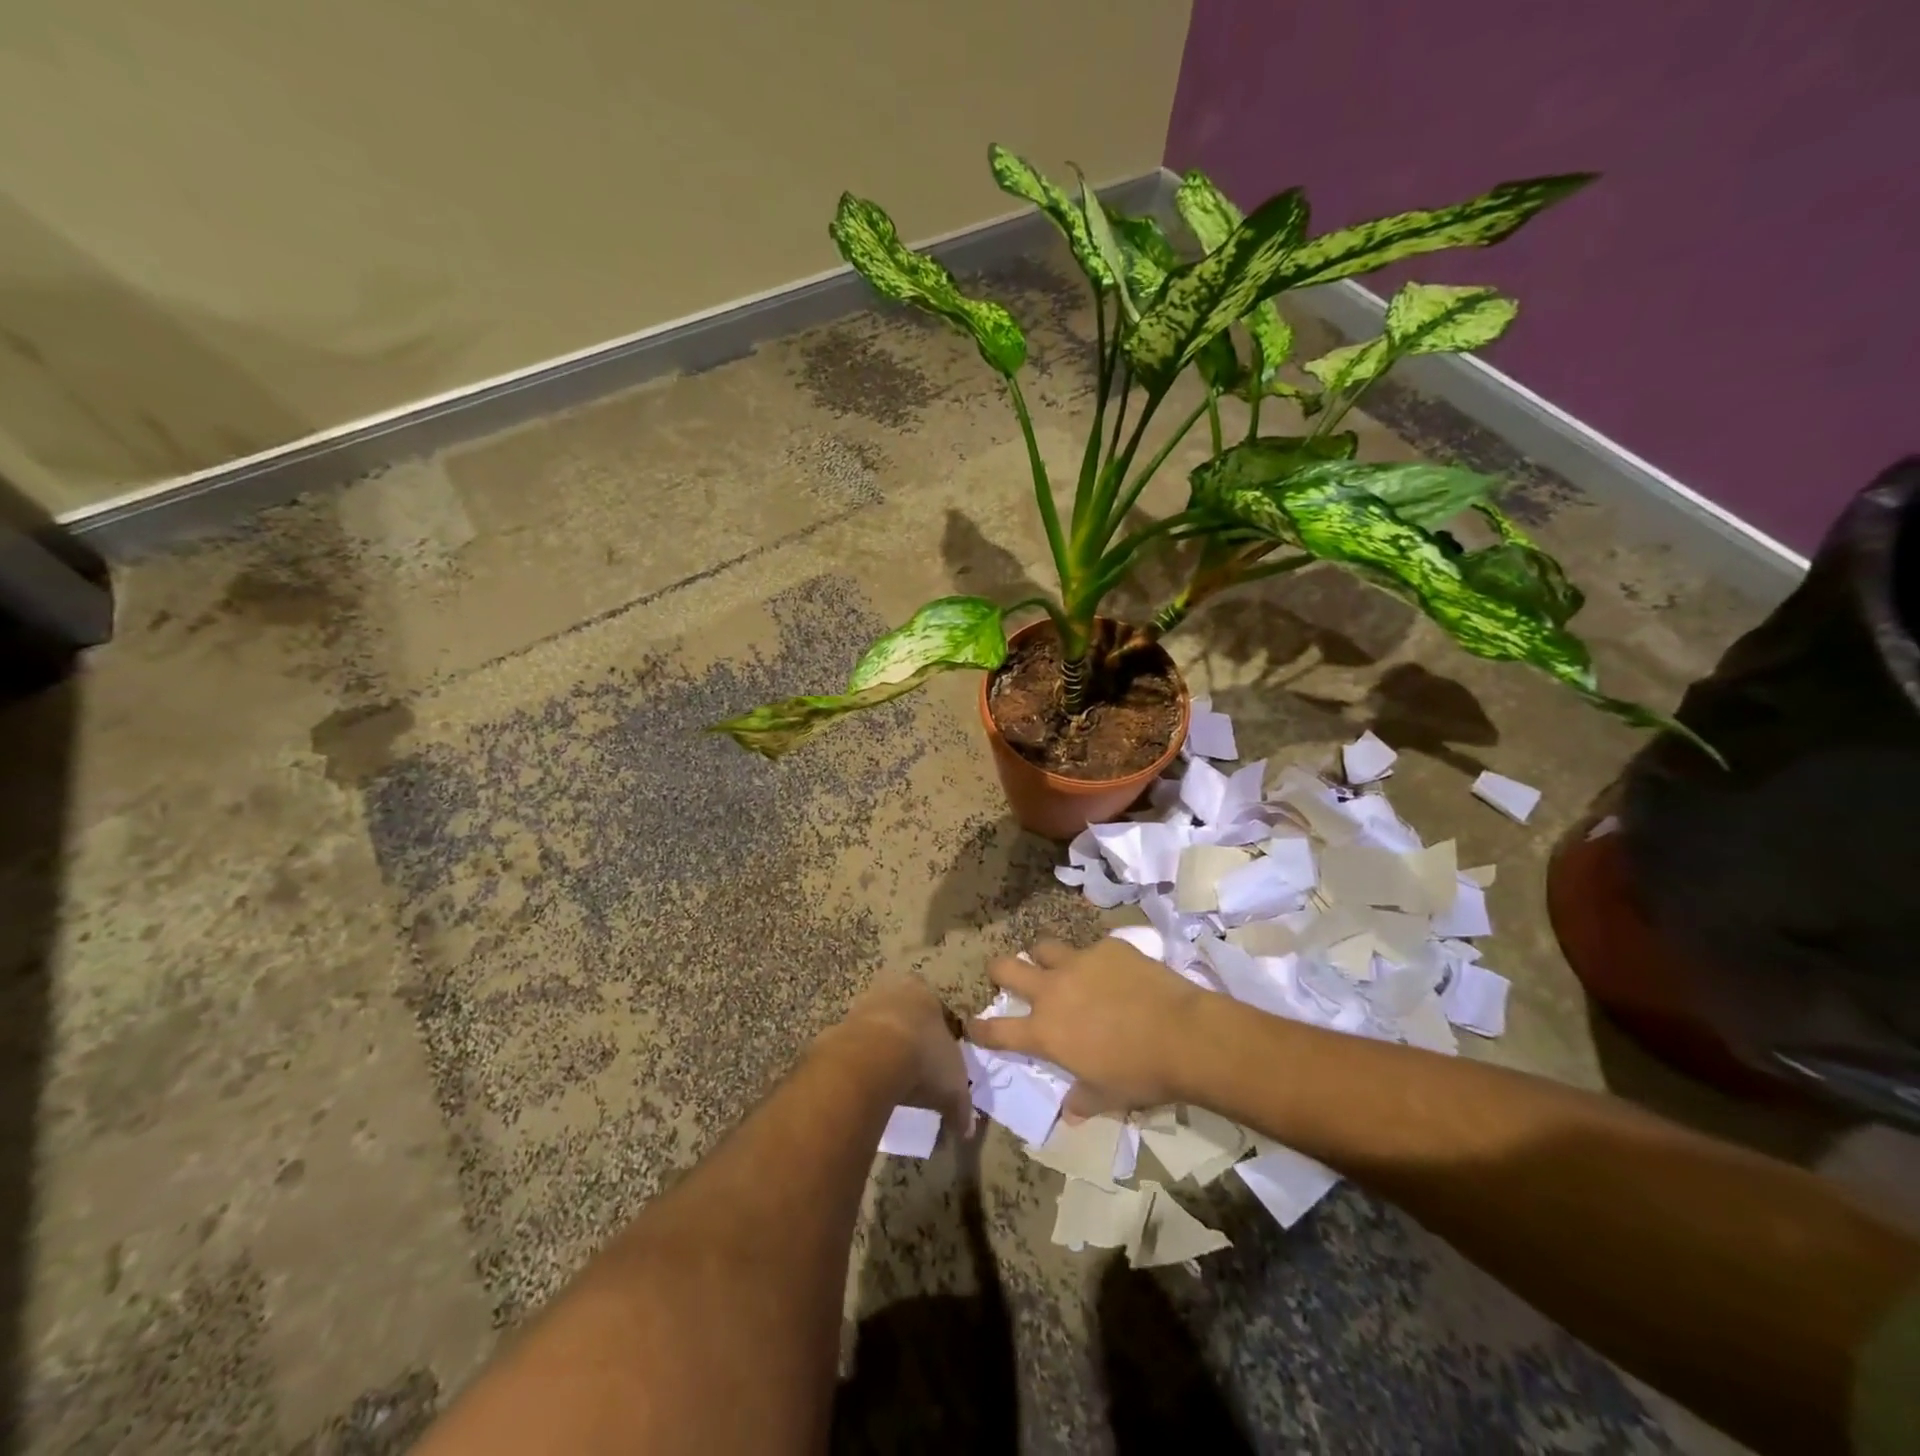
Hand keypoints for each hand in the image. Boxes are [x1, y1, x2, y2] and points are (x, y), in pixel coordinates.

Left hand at [828, 974, 974, 1136]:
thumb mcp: (953, 1088)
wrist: (871, 1060)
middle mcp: (893, 990)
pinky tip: (866, 1086)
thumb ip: (962, 1108)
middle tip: (913, 1071)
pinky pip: (854, 1046)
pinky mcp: (838, 1025)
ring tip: (889, 1083)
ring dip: (881, 1050)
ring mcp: (862, 1005)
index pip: (937, 1011)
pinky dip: (860, 1063)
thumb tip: (966, 1131)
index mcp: (925, 994)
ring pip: (877, 1027)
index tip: (939, 1065)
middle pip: (904, 1015)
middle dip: (908, 1039)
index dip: (939, 1038)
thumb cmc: (923, 1060)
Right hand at [968, 938, 1203, 1117]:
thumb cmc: (1141, 1075)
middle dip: (999, 971)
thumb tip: (1070, 1113)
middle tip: (1004, 975)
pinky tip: (1114, 970)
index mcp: (1046, 1032)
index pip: (998, 1030)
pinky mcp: (1108, 947)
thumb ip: (1082, 1100)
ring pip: (1044, 947)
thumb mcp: (1107, 1096)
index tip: (972, 1024)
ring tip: (1057, 965)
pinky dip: (1095, 959)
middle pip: (1007, 968)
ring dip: (1045, 957)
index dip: (980, 1028)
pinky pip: (1092, 947)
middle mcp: (1053, 991)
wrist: (1183, 1035)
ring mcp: (1079, 962)